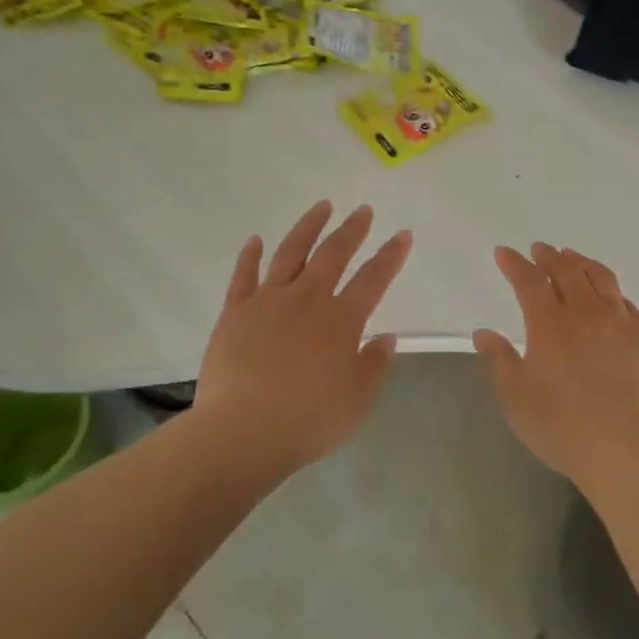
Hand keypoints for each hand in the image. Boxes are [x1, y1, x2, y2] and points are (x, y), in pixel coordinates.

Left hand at [194, 200, 411, 473]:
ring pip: (291, 252)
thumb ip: (374, 365)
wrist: (243, 431)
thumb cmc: (308, 420)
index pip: (373, 279)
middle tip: (363, 210)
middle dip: (352, 230)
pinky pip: (244, 275)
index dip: (391, 256)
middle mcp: (307, 299)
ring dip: (308, 227)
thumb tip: (386, 337)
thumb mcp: (357, 401)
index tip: (403, 235)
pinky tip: (256, 240)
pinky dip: (250, 255)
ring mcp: (268, 301)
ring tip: (321, 207)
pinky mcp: (235, 312)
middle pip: (333, 254)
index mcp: (341, 320)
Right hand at [474, 244, 638, 485]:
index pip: (529, 281)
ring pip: (601, 279)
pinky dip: (611, 289)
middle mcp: (585, 313)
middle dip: (550, 256)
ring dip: (582, 262)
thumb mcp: (516, 397)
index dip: (515, 264)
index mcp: (549, 324)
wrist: (625, 448)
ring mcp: (619, 324)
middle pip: (567, 271)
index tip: (505, 252)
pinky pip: (626, 302)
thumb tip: (484, 333)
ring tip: (572, 257)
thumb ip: (499, 361)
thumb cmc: (561, 425)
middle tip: (540, 249)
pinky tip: (609, 293)